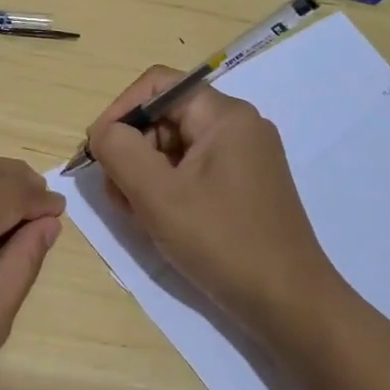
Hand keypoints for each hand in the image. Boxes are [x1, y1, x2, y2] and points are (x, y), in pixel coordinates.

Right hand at [87, 66, 339, 334]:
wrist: (290, 304)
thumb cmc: (222, 242)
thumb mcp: (157, 195)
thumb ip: (120, 151)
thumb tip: (104, 132)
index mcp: (225, 115)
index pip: (157, 85)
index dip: (119, 110)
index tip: (98, 152)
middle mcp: (239, 125)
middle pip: (165, 116)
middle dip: (132, 149)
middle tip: (115, 194)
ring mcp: (246, 156)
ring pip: (176, 146)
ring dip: (146, 173)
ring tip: (135, 213)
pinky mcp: (245, 184)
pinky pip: (194, 169)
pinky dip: (168, 188)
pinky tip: (158, 220)